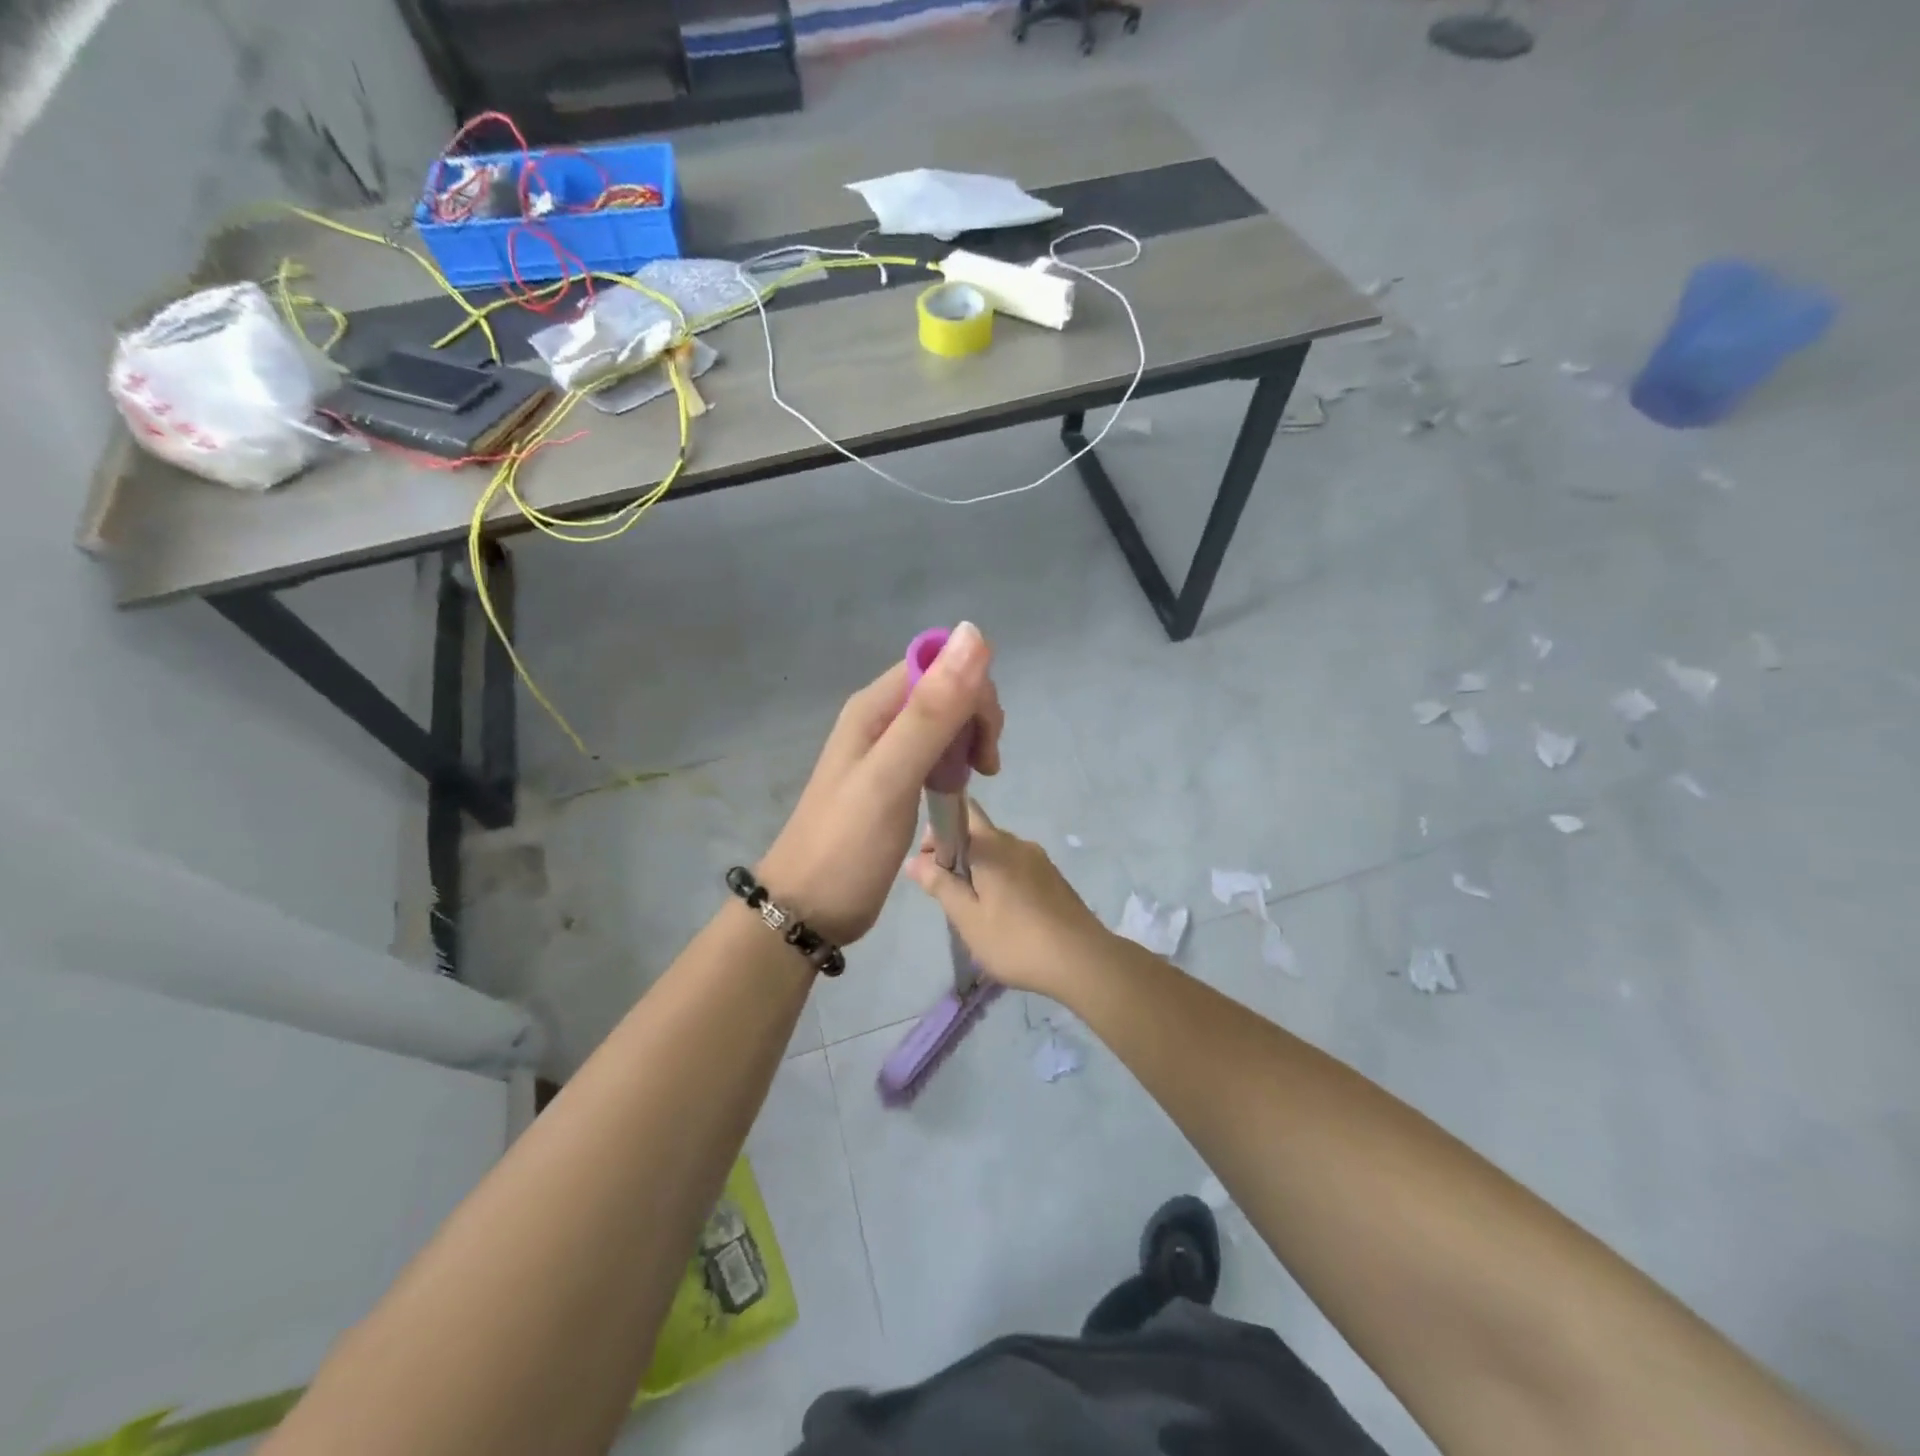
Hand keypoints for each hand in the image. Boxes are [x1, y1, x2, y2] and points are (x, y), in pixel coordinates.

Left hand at [758, 623, 1002, 945]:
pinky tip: (956, 789)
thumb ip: (932, 711)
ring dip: (969, 741)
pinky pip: (935, 751)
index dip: (972, 690)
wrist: (807, 908)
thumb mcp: (892, 776)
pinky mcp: (892, 779)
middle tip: (983, 768)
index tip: (984, 740)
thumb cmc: (848, 845)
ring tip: (975, 780)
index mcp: (875, 706)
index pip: (940, 665)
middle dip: (976, 719)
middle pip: (945, 690)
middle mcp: (879, 719)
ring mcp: (885, 750)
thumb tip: (973, 632)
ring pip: (944, 721)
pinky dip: (955, 763)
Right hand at [903, 800, 1111, 996]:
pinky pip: (1017, 868)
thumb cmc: (1016, 940)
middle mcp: (1017, 843)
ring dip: (980, 871)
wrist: (1082, 960)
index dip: (938, 831)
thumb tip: (915, 860)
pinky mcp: (1053, 878)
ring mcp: (1039, 860)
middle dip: (957, 855)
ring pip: (999, 853)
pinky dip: (1002, 881)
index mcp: (992, 845)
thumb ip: (940, 884)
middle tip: (950, 895)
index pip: (961, 812)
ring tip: (976, 911)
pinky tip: (1005, 916)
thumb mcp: (968, 918)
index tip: (929, 864)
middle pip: (979, 833)